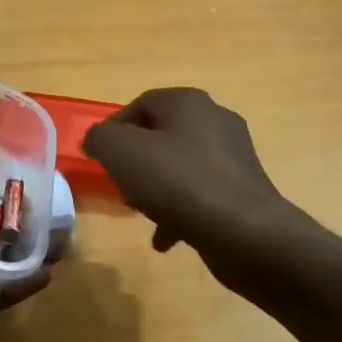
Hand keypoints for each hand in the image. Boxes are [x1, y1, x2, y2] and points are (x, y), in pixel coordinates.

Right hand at [83, 88, 294, 286]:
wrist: (244, 232)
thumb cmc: (178, 181)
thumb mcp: (121, 152)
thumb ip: (100, 138)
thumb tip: (96, 139)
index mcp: (188, 102)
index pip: (141, 103)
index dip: (114, 127)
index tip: (98, 155)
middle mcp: (215, 121)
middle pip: (162, 135)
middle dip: (135, 160)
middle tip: (119, 184)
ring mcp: (234, 157)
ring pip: (180, 166)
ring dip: (156, 187)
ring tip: (140, 212)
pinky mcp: (243, 191)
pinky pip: (200, 195)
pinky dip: (179, 212)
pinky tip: (164, 239)